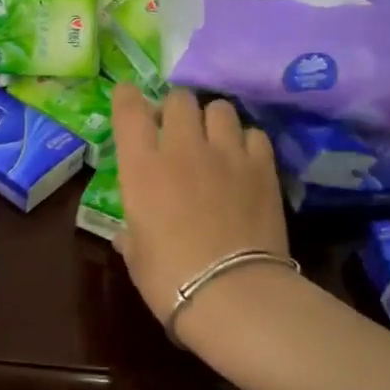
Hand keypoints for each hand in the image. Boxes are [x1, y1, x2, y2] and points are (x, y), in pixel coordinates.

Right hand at [110, 84, 290, 344]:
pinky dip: (245, 141)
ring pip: (220, 108)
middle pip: (179, 99)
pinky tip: (242, 159)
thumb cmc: (168, 278)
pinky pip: (254, 134)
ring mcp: (226, 154)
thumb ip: (130, 234)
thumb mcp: (136, 255)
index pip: (130, 110)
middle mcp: (182, 148)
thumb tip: (127, 234)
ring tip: (213, 139)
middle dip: (174, 109)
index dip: (127, 97)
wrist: (230, 292)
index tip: (128, 97)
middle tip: (174, 129)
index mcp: (141, 167)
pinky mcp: (262, 167)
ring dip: (211, 119)